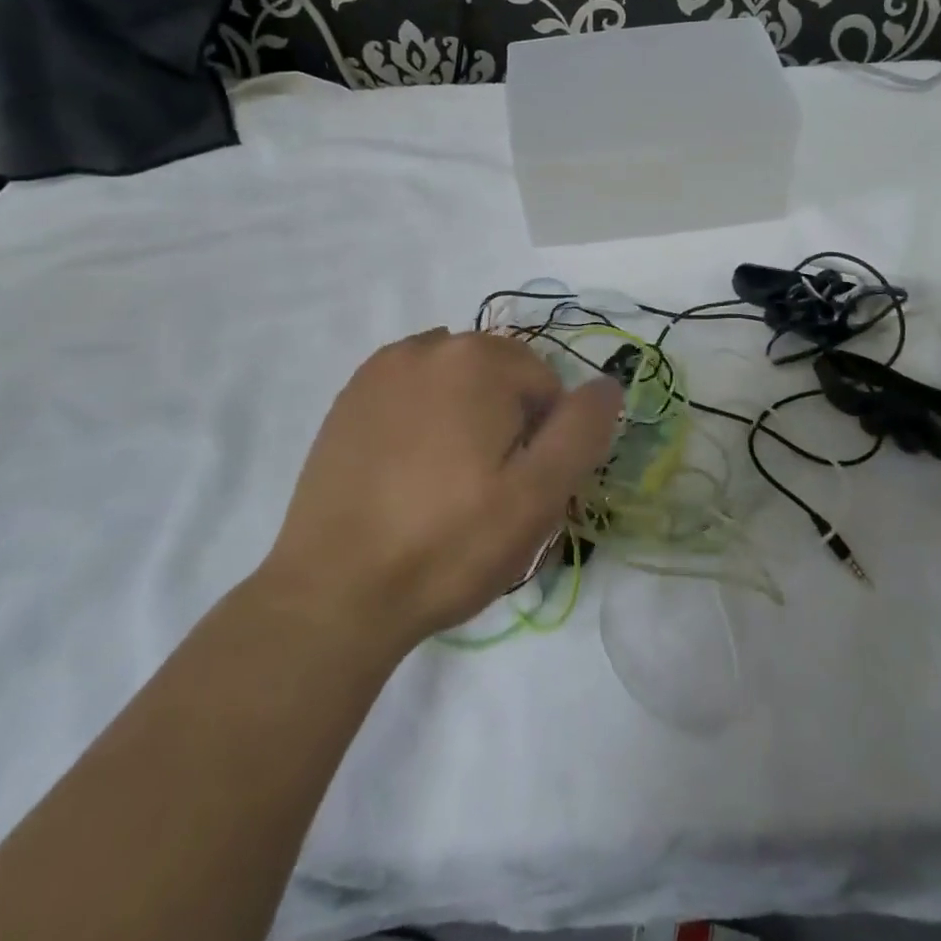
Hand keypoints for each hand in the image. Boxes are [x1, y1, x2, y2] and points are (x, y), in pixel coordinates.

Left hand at [261, 330, 619, 649]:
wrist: (333, 594)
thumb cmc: (448, 544)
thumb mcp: (537, 496)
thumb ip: (582, 430)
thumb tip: (607, 384)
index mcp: (478, 360)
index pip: (546, 385)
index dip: (545, 439)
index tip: (521, 488)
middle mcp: (429, 346)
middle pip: (500, 376)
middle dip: (507, 421)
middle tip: (487, 490)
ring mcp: (382, 369)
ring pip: (456, 383)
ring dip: (466, 416)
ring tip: (446, 482)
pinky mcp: (350, 398)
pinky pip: (412, 393)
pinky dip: (424, 418)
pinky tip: (409, 472)